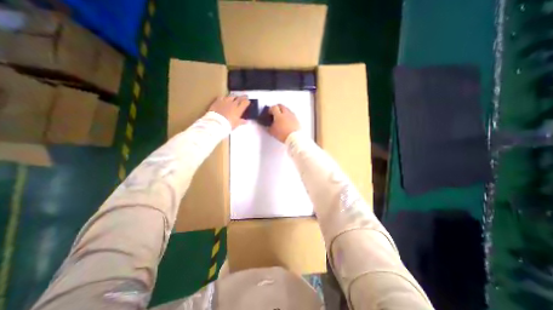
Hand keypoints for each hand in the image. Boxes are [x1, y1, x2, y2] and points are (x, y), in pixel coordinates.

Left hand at [209, 95, 249, 127]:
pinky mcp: (218, 101)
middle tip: (244, 96)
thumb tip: (246, 121)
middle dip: (242, 97)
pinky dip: (224, 97)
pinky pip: (222, 97)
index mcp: (239, 109)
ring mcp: (225, 101)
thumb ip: (242, 121)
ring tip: (235, 97)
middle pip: (239, 98)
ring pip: (231, 96)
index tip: (248, 101)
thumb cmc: (228, 124)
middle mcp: (233, 104)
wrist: (216, 122)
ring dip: (234, 96)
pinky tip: (224, 98)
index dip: (247, 101)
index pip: (245, 103)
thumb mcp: (236, 124)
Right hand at [269, 105, 300, 142]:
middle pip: (281, 106)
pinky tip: (287, 120)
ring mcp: (292, 116)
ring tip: (281, 116)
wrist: (294, 138)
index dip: (270, 109)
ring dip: (284, 111)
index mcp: (279, 115)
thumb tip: (268, 126)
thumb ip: (269, 127)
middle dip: (277, 108)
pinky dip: (289, 116)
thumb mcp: (272, 132)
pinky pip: (292, 115)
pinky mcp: (297, 120)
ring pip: (287, 109)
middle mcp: (286, 113)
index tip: (269, 113)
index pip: (274, 107)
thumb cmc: (283, 134)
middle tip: (275, 112)